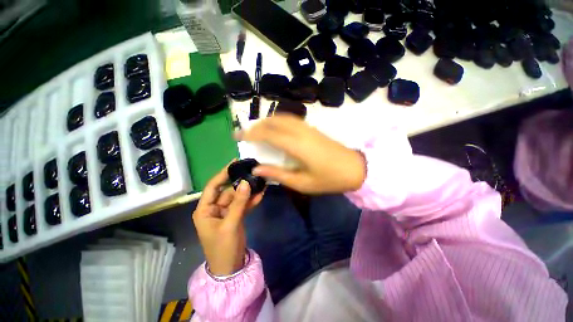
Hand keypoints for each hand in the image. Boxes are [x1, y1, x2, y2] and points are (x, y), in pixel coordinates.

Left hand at [193, 163, 263, 275]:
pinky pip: (243, 205)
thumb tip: (246, 183)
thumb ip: (238, 203)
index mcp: (205, 209)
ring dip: (248, 191)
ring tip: (261, 182)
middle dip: (241, 183)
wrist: (230, 268)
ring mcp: (226, 212)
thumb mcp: (230, 224)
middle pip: (228, 191)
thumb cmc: (223, 248)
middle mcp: (214, 208)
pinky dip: (251, 200)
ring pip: (238, 197)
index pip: (213, 186)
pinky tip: (261, 194)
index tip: (234, 162)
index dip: (223, 174)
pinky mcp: (236, 216)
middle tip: (254, 173)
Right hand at [238, 115, 365, 193]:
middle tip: (246, 134)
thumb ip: (278, 174)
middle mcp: (300, 132)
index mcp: (296, 145)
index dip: (250, 133)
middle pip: (273, 121)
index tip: (237, 136)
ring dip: (267, 121)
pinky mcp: (312, 129)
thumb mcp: (302, 182)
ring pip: (282, 117)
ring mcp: (307, 128)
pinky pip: (291, 119)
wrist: (355, 168)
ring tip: (258, 131)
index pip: (267, 133)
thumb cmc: (329, 179)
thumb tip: (257, 168)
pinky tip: (276, 130)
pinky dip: (278, 121)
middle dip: (256, 125)